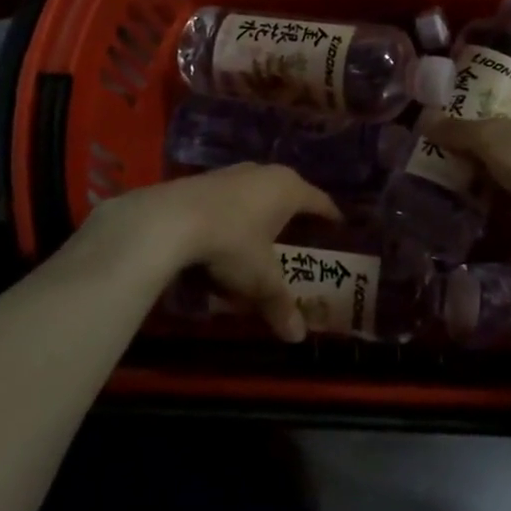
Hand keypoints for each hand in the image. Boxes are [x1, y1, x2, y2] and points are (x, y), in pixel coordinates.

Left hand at [84, 164, 339, 341]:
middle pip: (289, 191)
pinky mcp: (204, 179)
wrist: (170, 219)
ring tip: (266, 232)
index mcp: (288, 189)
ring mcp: (232, 172)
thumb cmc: (231, 243)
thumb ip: (280, 304)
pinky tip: (229, 231)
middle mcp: (264, 172)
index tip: (339, 226)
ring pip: (258, 190)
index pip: (319, 200)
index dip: (330, 215)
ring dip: (263, 210)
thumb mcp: (259, 279)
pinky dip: (236, 212)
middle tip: (304, 234)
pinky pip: (232, 196)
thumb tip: (298, 337)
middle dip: (296, 212)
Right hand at [426, 103, 510, 213]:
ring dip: (480, 189)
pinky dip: (490, 218)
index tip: (450, 131)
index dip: (479, 120)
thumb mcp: (491, 136)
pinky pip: (509, 214)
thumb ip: (457, 130)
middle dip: (475, 158)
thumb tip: (424, 119)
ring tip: (440, 191)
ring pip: (505, 182)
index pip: (508, 113)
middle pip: (504, 148)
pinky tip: (460, 218)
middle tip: (438, 162)